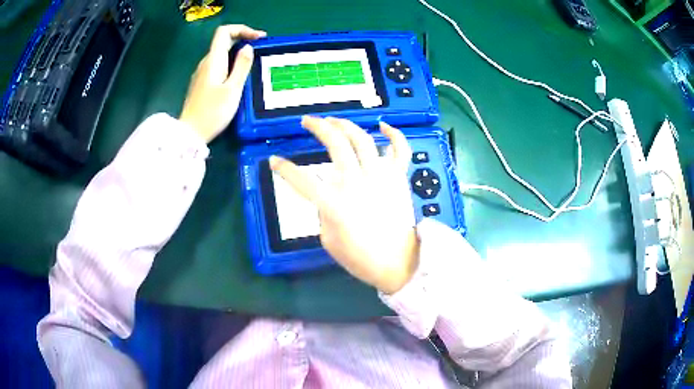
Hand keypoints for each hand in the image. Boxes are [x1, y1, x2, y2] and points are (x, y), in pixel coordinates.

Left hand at [179, 25, 265, 142]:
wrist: (190, 134)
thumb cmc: (212, 112)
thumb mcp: (233, 89)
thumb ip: (242, 66)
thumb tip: (248, 47)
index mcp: (213, 61)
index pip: (224, 32)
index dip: (242, 29)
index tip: (258, 38)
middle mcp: (206, 63)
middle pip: (223, 41)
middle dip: (243, 40)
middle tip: (260, 50)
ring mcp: (201, 74)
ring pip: (221, 54)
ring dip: (237, 53)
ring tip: (252, 64)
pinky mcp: (201, 84)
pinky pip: (218, 66)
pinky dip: (230, 64)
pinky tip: (238, 77)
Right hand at [270, 117, 419, 293]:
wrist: (398, 264)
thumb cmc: (361, 258)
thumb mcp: (329, 240)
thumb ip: (323, 213)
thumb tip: (326, 195)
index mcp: (335, 204)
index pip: (302, 180)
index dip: (284, 169)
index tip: (274, 161)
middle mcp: (357, 183)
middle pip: (336, 145)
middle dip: (318, 127)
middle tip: (308, 121)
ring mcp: (381, 177)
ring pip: (363, 140)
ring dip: (346, 125)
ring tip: (334, 120)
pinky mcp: (399, 178)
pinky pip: (400, 150)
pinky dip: (395, 135)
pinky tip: (382, 125)